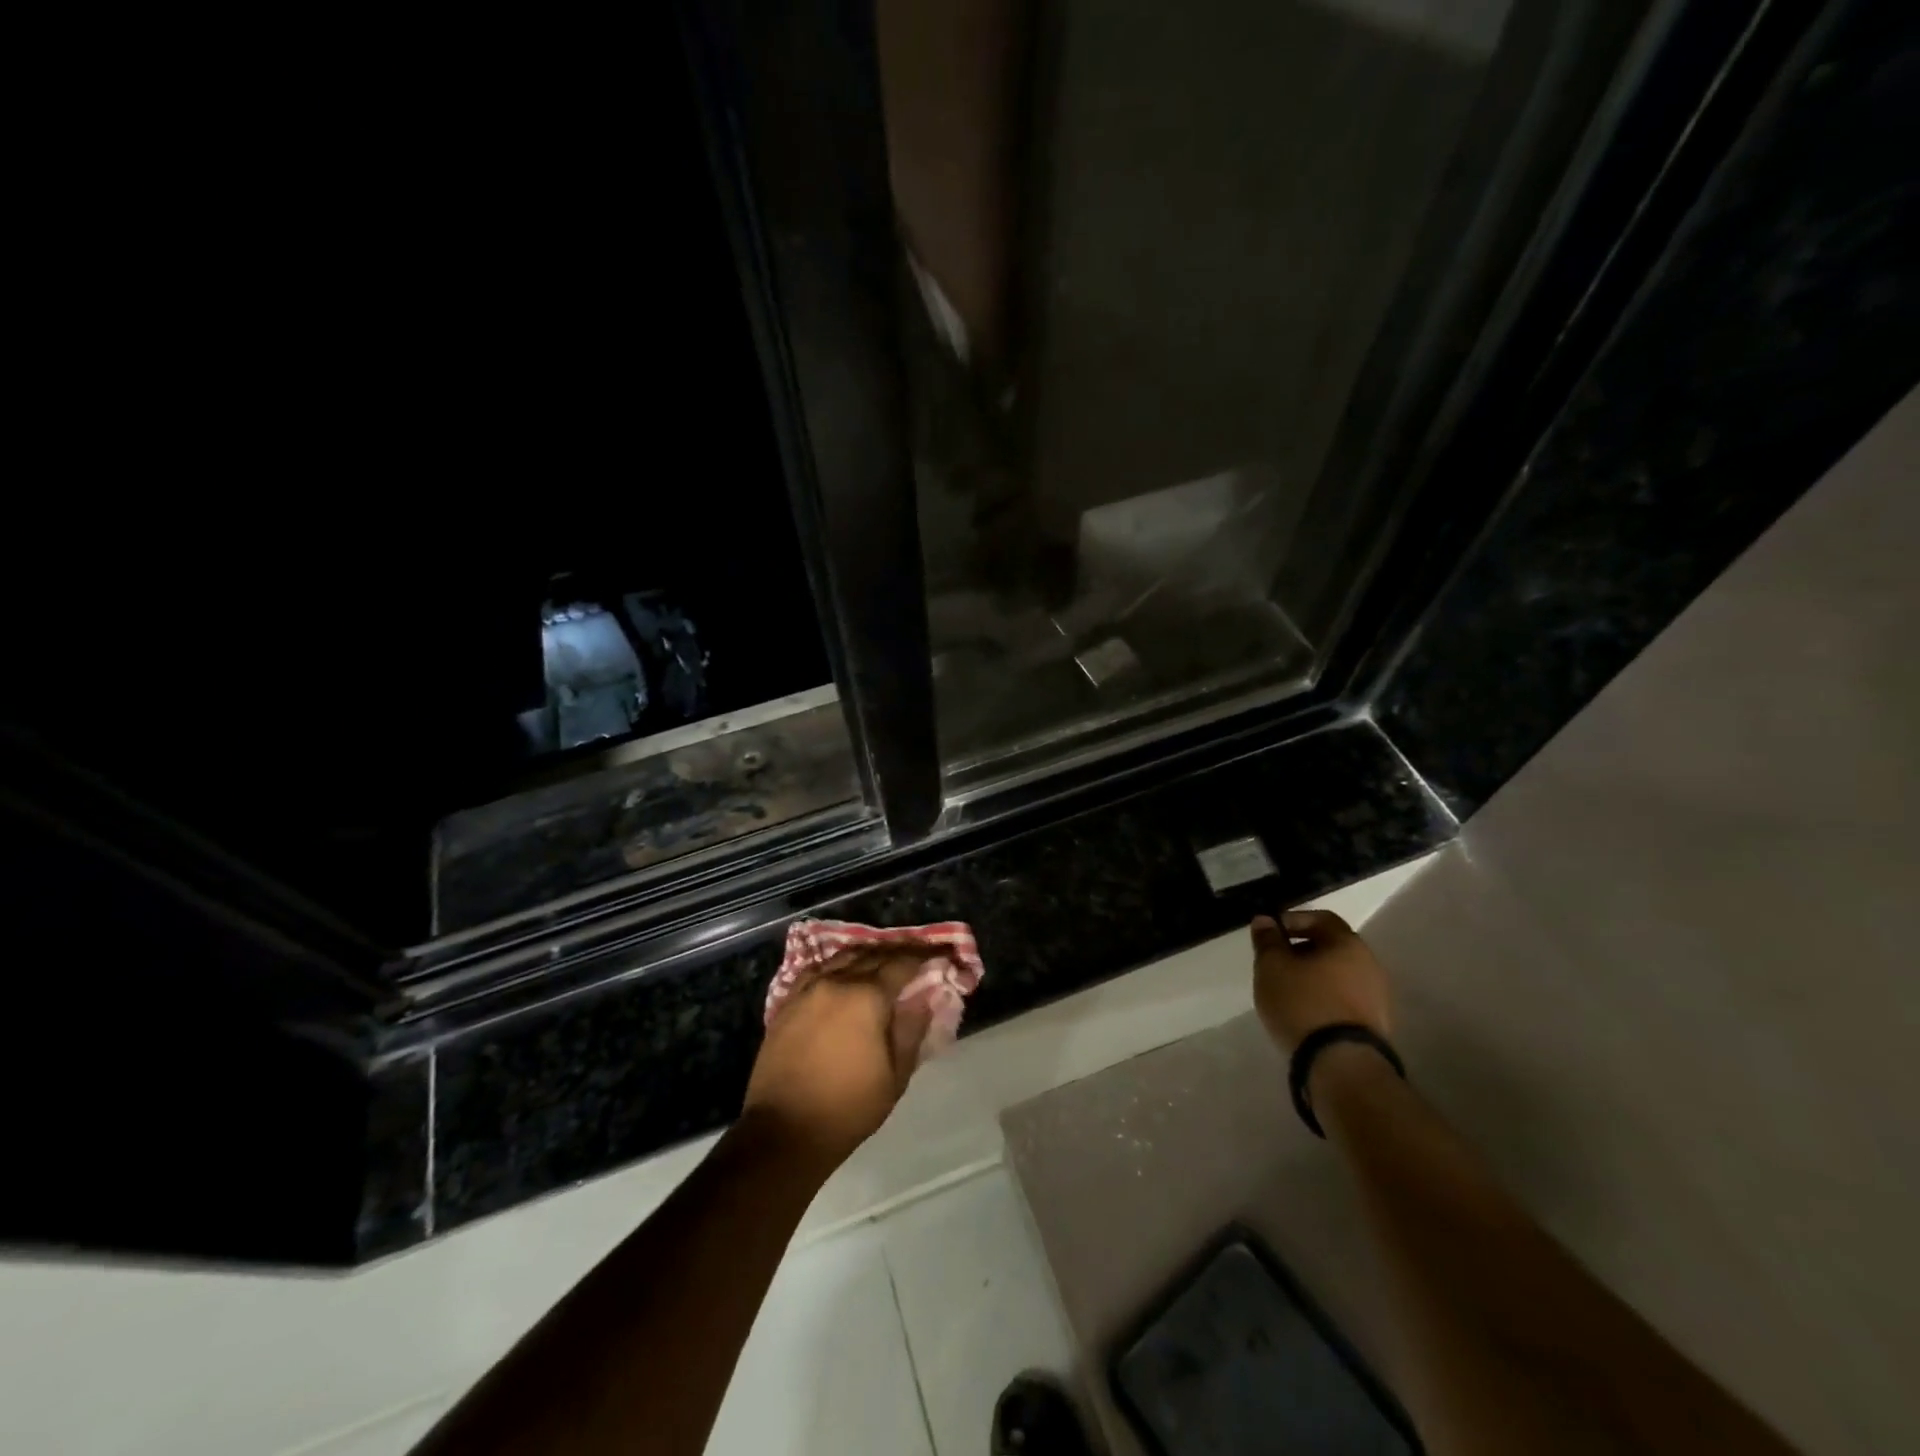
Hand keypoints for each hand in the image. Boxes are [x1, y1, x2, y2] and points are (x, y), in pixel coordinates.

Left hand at [743, 948, 938, 1168]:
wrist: (784, 1129)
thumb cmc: (848, 1107)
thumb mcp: (895, 1075)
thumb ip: (912, 1029)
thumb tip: (925, 997)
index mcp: (867, 996)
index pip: (902, 963)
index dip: (924, 956)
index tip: (939, 953)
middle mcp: (837, 981)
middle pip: (872, 955)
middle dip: (897, 953)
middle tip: (916, 955)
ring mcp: (808, 989)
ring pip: (843, 958)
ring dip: (867, 956)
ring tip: (883, 962)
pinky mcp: (787, 1002)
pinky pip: (818, 970)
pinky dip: (837, 966)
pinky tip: (844, 974)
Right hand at [1250, 910, 1391, 1053]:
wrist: (1341, 1065)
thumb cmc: (1303, 1003)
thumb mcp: (1272, 967)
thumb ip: (1267, 941)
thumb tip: (1265, 920)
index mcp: (1348, 944)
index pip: (1321, 918)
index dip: (1292, 920)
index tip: (1270, 934)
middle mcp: (1370, 965)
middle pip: (1331, 947)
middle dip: (1301, 950)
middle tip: (1275, 963)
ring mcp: (1377, 997)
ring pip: (1338, 975)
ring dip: (1313, 977)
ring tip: (1286, 991)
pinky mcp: (1375, 1026)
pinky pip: (1344, 1000)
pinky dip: (1324, 999)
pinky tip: (1305, 1013)